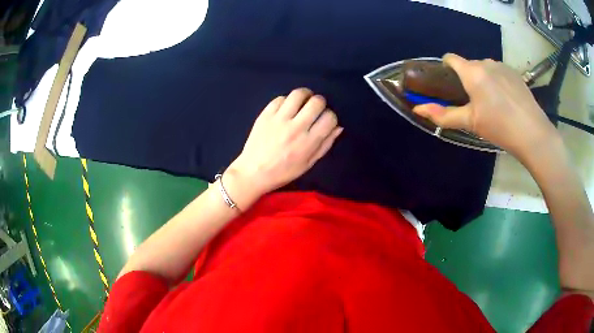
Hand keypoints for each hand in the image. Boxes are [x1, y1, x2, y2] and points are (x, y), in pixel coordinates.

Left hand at [223, 88, 342, 208]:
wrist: (253, 172)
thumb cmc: (283, 172)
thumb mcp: (308, 164)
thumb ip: (325, 145)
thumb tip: (338, 127)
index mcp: (308, 142)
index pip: (329, 118)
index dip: (331, 117)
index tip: (325, 120)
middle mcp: (295, 127)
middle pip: (316, 102)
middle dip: (320, 103)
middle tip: (315, 109)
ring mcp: (279, 119)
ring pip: (298, 94)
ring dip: (305, 95)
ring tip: (303, 102)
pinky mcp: (265, 114)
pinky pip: (280, 98)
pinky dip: (287, 100)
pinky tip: (286, 108)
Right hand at [412, 53, 558, 156]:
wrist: (532, 133)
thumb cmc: (499, 127)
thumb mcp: (471, 122)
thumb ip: (444, 115)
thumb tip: (418, 110)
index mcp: (472, 72)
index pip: (451, 58)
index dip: (446, 68)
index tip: (449, 84)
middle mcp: (486, 62)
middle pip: (469, 65)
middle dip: (468, 79)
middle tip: (475, 103)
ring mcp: (502, 66)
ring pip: (485, 69)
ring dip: (483, 80)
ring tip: (493, 104)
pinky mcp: (515, 72)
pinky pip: (499, 72)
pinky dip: (497, 82)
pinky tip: (506, 101)